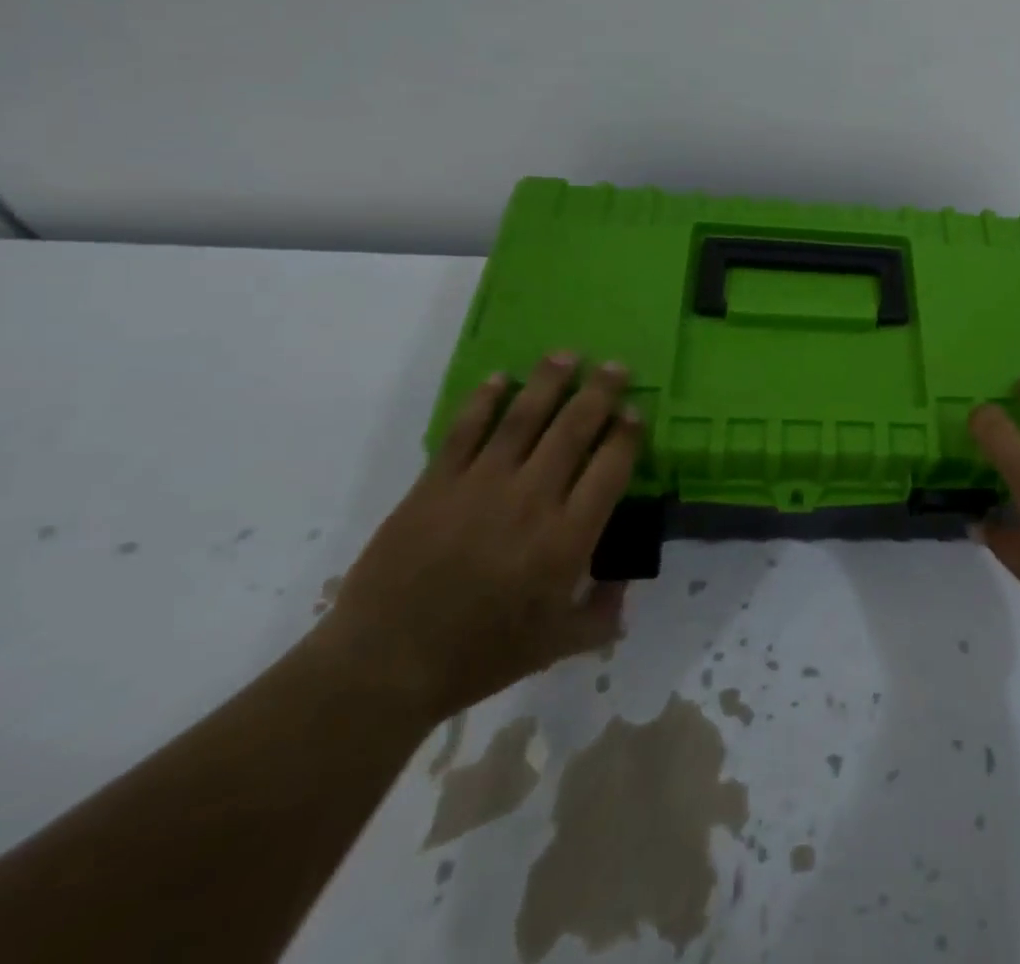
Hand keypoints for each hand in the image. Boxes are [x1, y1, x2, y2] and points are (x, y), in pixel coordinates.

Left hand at [317, 352, 641, 722]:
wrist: (384, 665)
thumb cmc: (478, 656)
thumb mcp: (555, 646)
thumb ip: (599, 616)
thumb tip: (624, 589)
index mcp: (567, 538)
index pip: (610, 468)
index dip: (626, 435)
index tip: (634, 412)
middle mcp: (532, 499)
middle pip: (574, 430)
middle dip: (600, 393)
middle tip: (615, 366)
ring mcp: (481, 486)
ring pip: (523, 419)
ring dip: (548, 382)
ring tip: (566, 355)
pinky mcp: (436, 484)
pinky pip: (465, 431)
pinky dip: (484, 401)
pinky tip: (499, 379)